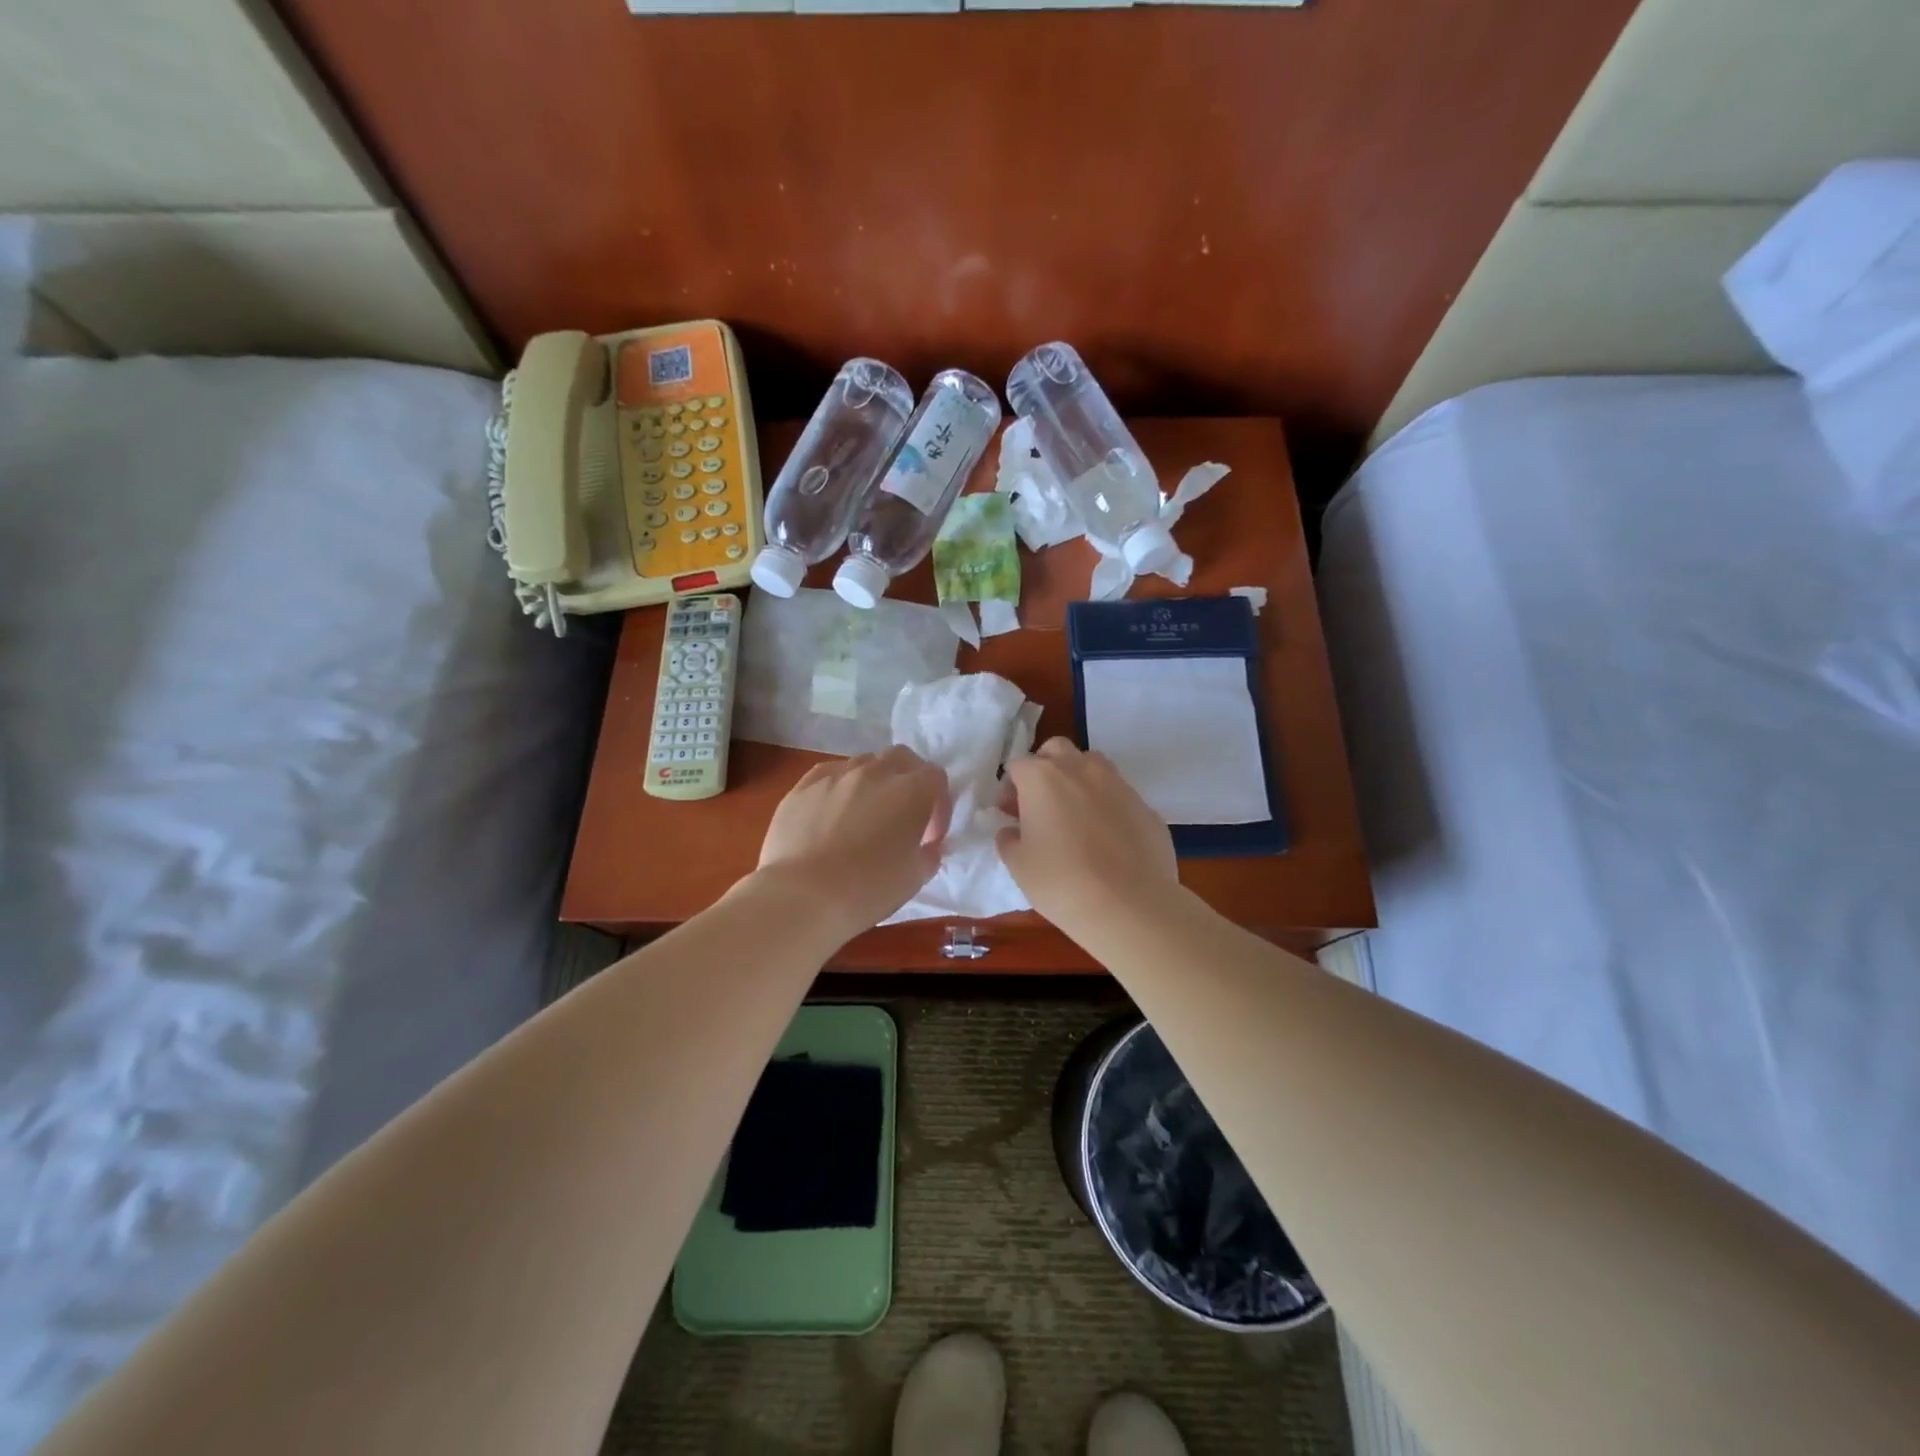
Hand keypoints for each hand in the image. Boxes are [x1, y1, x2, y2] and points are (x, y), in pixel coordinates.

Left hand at [754, 746, 951, 935]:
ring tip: (864, 816)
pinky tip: (831, 814)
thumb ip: (928, 853)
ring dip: (873, 783)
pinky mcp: (803, 786)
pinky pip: (829, 774)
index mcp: (911, 791)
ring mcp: (836, 775)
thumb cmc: (868, 889)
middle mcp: (876, 772)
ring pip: (863, 763)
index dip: (939, 806)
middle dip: (908, 780)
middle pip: (901, 758)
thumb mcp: (915, 878)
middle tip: (902, 815)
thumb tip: (925, 844)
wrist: (802, 896)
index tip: (929, 836)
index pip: (936, 777)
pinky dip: (839, 788)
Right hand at [996, 738, 1178, 939]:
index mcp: (1043, 778)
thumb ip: (1010, 840)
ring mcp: (1118, 784)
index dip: (1010, 789)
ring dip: (1078, 781)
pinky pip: (1119, 796)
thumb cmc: (1062, 882)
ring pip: (1092, 766)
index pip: (1017, 766)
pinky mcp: (1146, 806)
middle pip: (1056, 750)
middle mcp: (1081, 769)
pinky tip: (1107, 841)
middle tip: (1041, 805)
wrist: (1130, 906)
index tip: (1010, 816)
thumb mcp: (1019, 866)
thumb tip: (1013, 831)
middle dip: (1045, 769)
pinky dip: (1107, 807)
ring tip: (1075, 818)